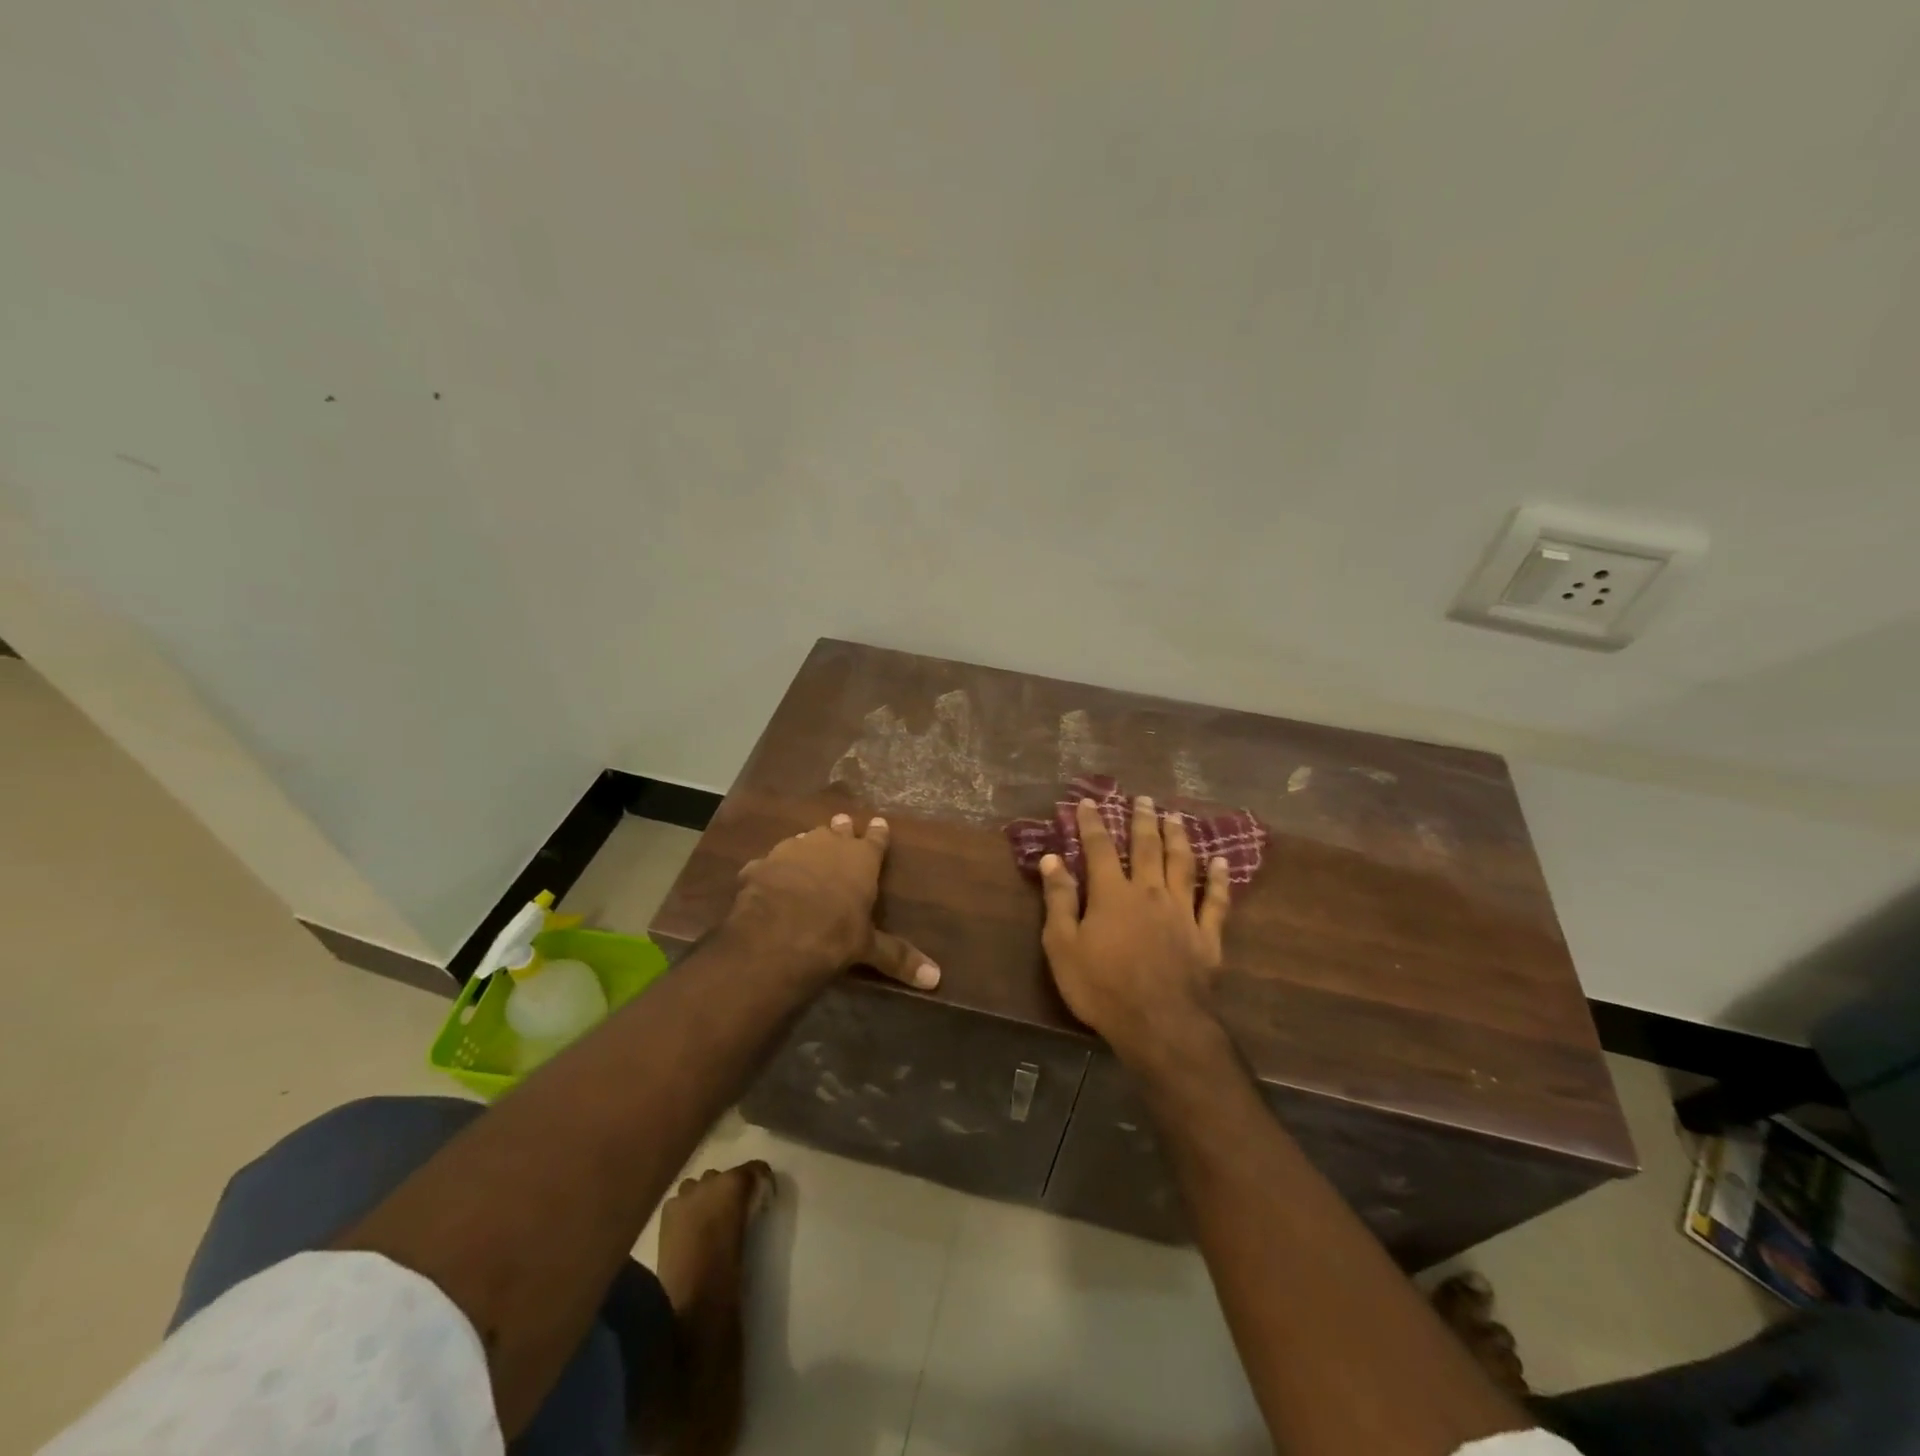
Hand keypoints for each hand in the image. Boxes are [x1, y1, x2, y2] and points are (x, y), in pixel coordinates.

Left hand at [726, 813, 939, 990]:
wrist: (776, 935)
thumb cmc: (835, 935)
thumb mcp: (868, 948)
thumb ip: (898, 957)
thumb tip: (935, 978)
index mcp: (861, 859)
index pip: (876, 840)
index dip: (878, 833)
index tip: (880, 822)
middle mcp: (828, 846)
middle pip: (838, 830)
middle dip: (841, 829)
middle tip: (842, 824)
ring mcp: (790, 851)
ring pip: (803, 840)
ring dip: (807, 845)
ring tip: (808, 848)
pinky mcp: (760, 865)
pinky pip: (768, 863)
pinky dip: (771, 869)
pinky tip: (766, 877)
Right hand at [1039, 796, 1231, 1052]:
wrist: (1158, 1024)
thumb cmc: (1102, 986)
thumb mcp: (1063, 945)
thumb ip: (1059, 899)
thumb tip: (1052, 858)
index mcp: (1112, 894)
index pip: (1100, 848)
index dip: (1093, 823)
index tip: (1088, 802)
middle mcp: (1149, 892)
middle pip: (1147, 847)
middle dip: (1142, 820)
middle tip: (1143, 798)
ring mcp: (1182, 912)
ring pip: (1182, 864)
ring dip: (1178, 838)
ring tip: (1175, 817)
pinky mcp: (1207, 935)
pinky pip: (1215, 900)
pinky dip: (1220, 879)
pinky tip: (1222, 862)